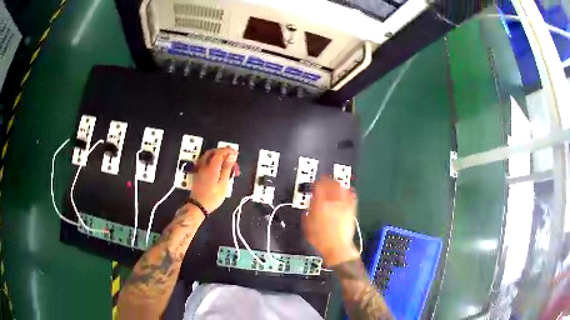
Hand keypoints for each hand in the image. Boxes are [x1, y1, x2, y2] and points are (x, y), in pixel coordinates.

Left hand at [190, 147, 239, 212]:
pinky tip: (217, 167)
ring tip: (225, 162)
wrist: (198, 206)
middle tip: (231, 157)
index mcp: (211, 167)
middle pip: (213, 152)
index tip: (235, 153)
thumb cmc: (212, 197)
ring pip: (208, 156)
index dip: (228, 151)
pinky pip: (205, 161)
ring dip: (217, 155)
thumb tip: (231, 156)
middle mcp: (204, 166)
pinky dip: (212, 160)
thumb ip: (227, 168)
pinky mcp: (198, 173)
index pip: (220, 152)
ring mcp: (200, 169)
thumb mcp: (223, 184)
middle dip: (223, 152)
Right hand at [303, 177, 358, 266]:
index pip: (319, 186)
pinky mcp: (352, 210)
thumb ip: (308, 212)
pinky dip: (349, 192)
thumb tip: (310, 206)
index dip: (317, 182)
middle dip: (328, 180)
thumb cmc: (320, 239)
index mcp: (320, 204)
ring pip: (342, 188)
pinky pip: (352, 196)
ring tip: (335, 184)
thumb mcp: (307, 225)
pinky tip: (347, 192)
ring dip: (338, 184)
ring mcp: (344, 205)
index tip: (316, 183)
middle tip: (325, 180)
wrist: (336, 247)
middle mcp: (333, 202)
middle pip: (332, 184)